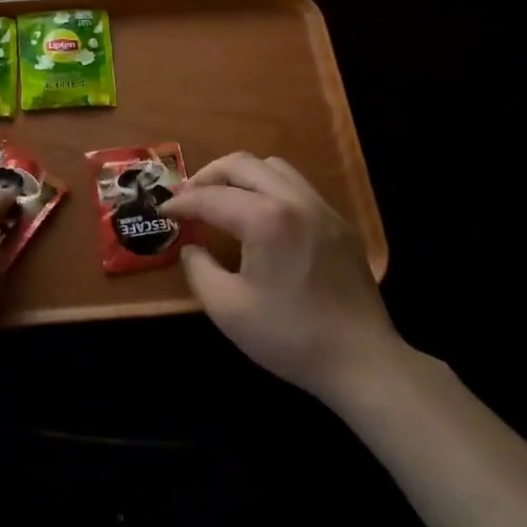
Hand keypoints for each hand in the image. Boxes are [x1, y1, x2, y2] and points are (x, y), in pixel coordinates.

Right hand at [164, 153, 401, 409]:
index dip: (182, 202)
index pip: (211, 197)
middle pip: (242, 164)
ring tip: (223, 200)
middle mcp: (295, 200)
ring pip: (273, 167)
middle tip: (189, 198)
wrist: (363, 362)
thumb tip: (191, 247)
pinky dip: (269, 189)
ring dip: (241, 176)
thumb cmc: (290, 337)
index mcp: (266, 219)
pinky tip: (262, 219)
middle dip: (208, 176)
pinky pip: (297, 187)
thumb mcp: (227, 309)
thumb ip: (199, 269)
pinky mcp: (340, 223)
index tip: (164, 210)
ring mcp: (322, 208)